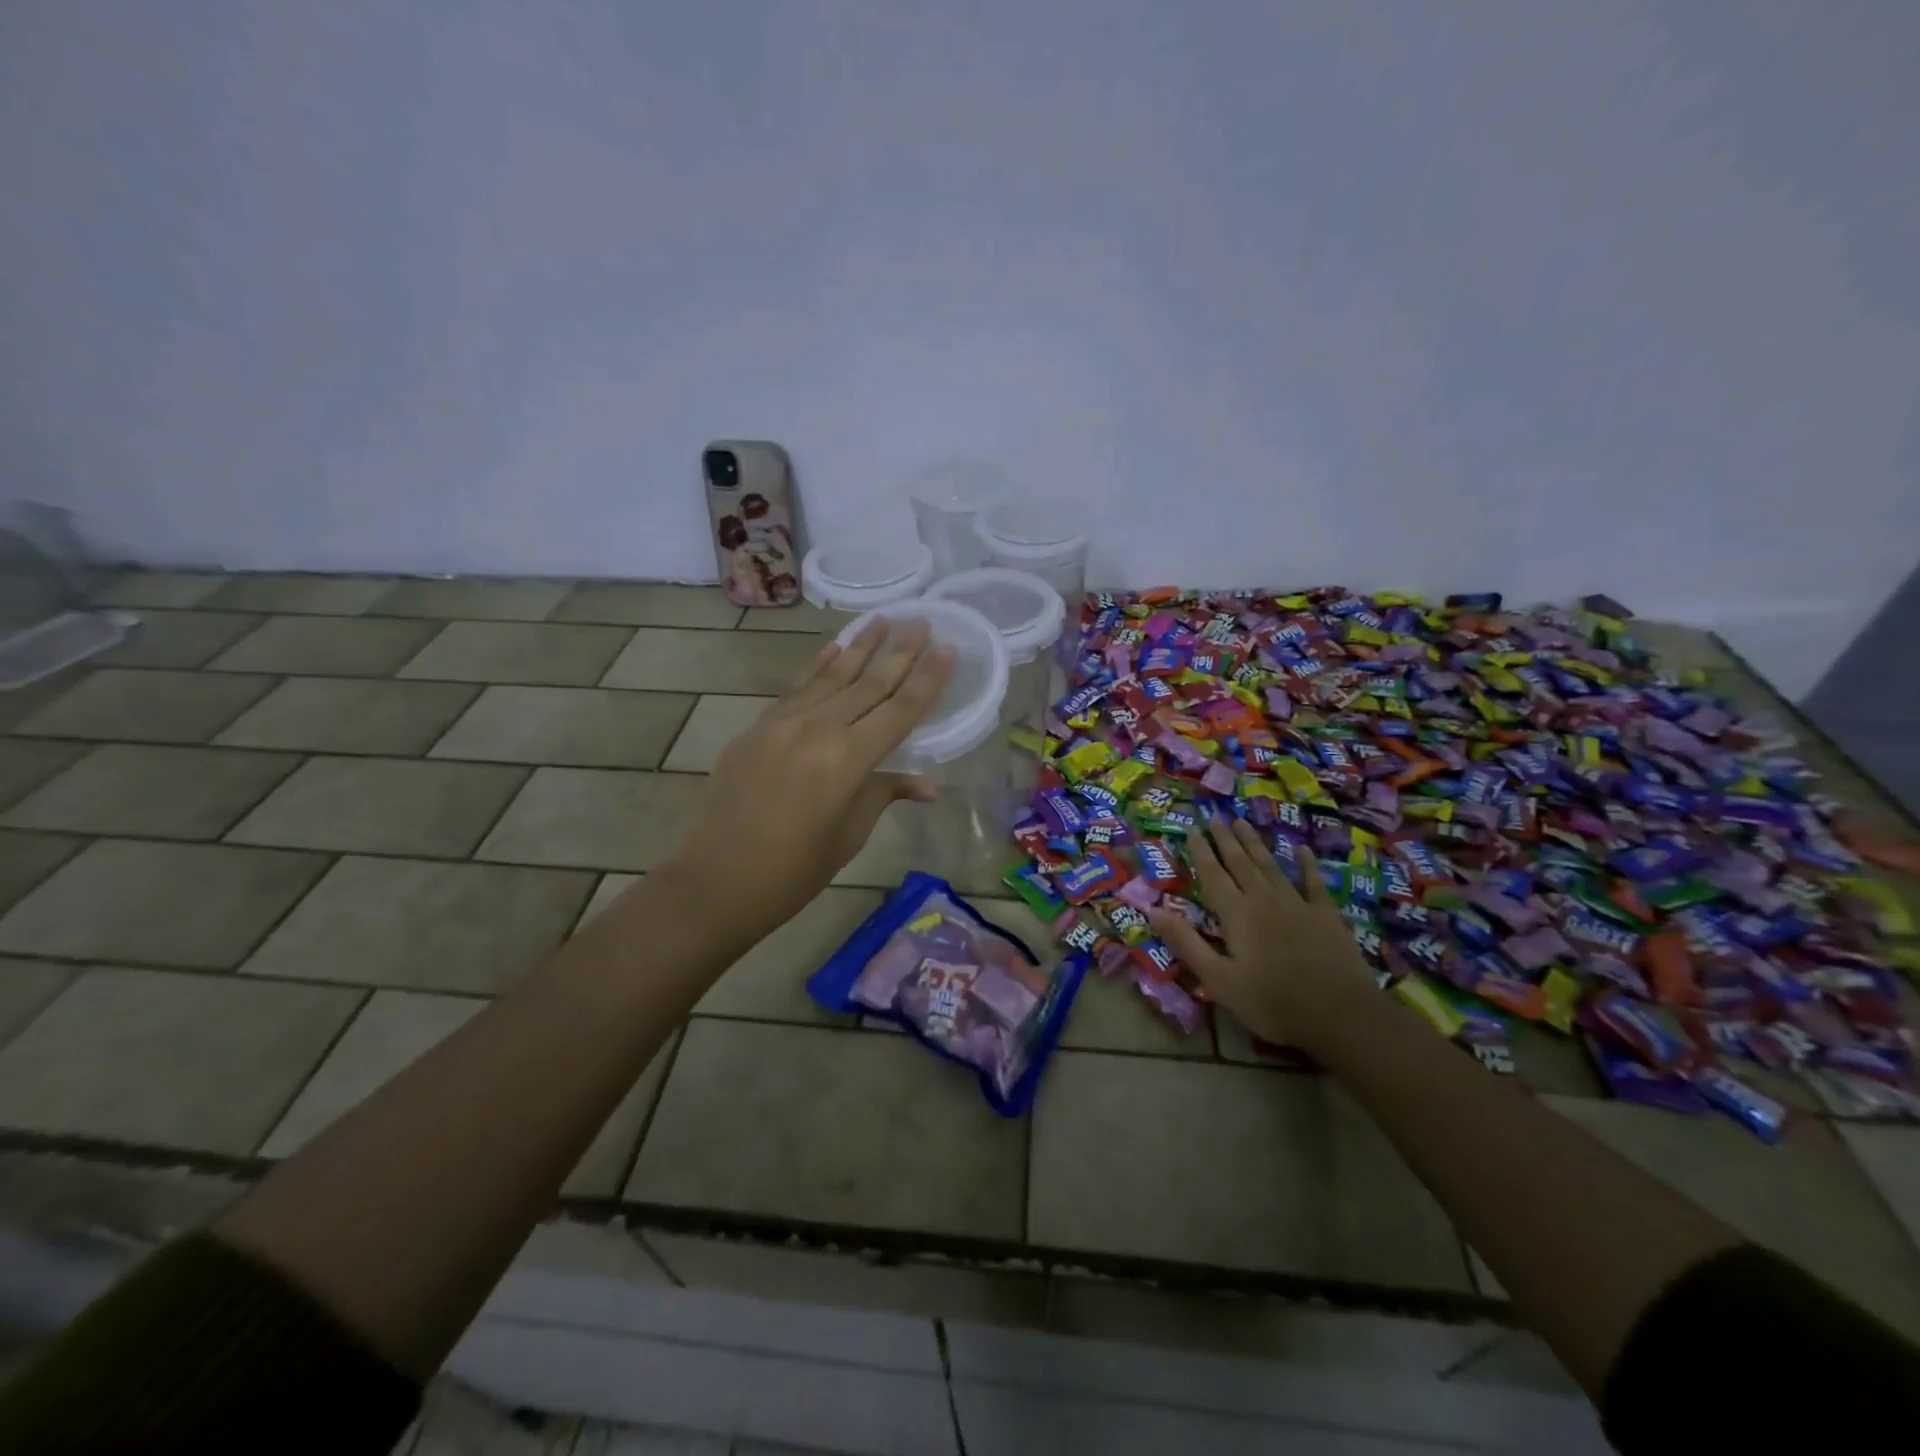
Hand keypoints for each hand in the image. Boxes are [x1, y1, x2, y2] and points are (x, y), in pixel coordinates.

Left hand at [661, 619, 953, 942]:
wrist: (717, 879)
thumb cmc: (794, 870)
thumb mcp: (849, 833)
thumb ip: (884, 794)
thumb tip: (928, 784)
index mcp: (849, 758)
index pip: (900, 709)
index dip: (927, 679)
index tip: (947, 648)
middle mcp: (818, 728)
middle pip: (869, 683)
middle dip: (899, 652)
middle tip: (922, 621)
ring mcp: (784, 723)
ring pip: (832, 676)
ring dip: (860, 647)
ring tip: (883, 619)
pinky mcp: (759, 727)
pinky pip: (797, 688)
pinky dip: (818, 666)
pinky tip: (834, 647)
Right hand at [1148, 815, 1372, 1050]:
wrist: (1342, 1015)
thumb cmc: (1272, 1002)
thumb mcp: (1219, 980)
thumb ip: (1186, 943)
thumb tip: (1152, 910)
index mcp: (1236, 914)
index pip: (1212, 874)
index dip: (1200, 851)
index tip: (1191, 828)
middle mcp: (1264, 899)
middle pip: (1240, 862)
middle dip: (1225, 839)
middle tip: (1215, 816)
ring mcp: (1297, 904)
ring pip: (1270, 865)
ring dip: (1255, 843)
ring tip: (1243, 822)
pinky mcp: (1326, 915)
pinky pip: (1312, 882)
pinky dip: (1306, 864)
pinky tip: (1302, 849)